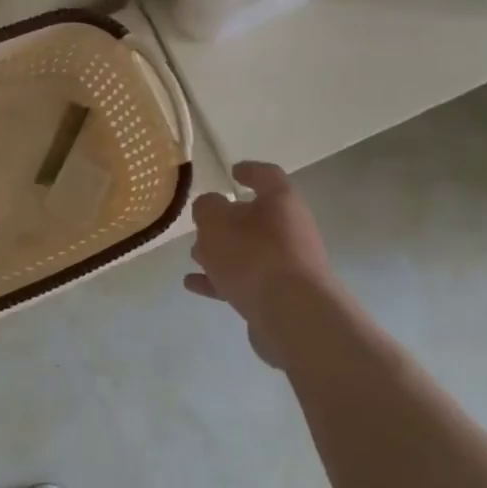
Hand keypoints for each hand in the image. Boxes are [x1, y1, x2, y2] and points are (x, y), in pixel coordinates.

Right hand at [185, 162, 333, 366]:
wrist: (292, 316)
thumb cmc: (254, 256)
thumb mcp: (216, 222)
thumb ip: (207, 207)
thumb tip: (211, 207)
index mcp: (281, 202)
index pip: (267, 176)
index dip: (249, 171)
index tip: (232, 172)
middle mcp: (291, 230)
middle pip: (257, 218)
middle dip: (227, 221)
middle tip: (201, 224)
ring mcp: (288, 265)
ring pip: (249, 251)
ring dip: (222, 252)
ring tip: (194, 256)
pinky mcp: (280, 296)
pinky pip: (245, 281)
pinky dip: (220, 280)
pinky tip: (193, 284)